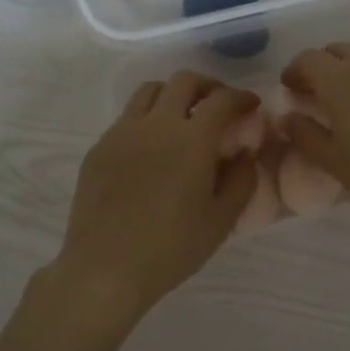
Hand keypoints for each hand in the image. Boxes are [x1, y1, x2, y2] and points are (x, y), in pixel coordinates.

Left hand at [53, 72, 258, 315]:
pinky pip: (127, 117)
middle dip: (208, 86)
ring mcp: (121, 133)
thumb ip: (241, 180)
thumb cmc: (172, 248)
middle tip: (219, 105)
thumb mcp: (222, 220)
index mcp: (192, 140)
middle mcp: (156, 124)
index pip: (221, 100)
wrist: (105, 269)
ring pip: (150, 91)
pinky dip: (148, 118)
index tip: (251, 105)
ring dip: (174, 94)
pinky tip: (153, 147)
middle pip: (183, 81)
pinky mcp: (99, 148)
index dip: (241, 97)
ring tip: (184, 116)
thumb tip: (243, 153)